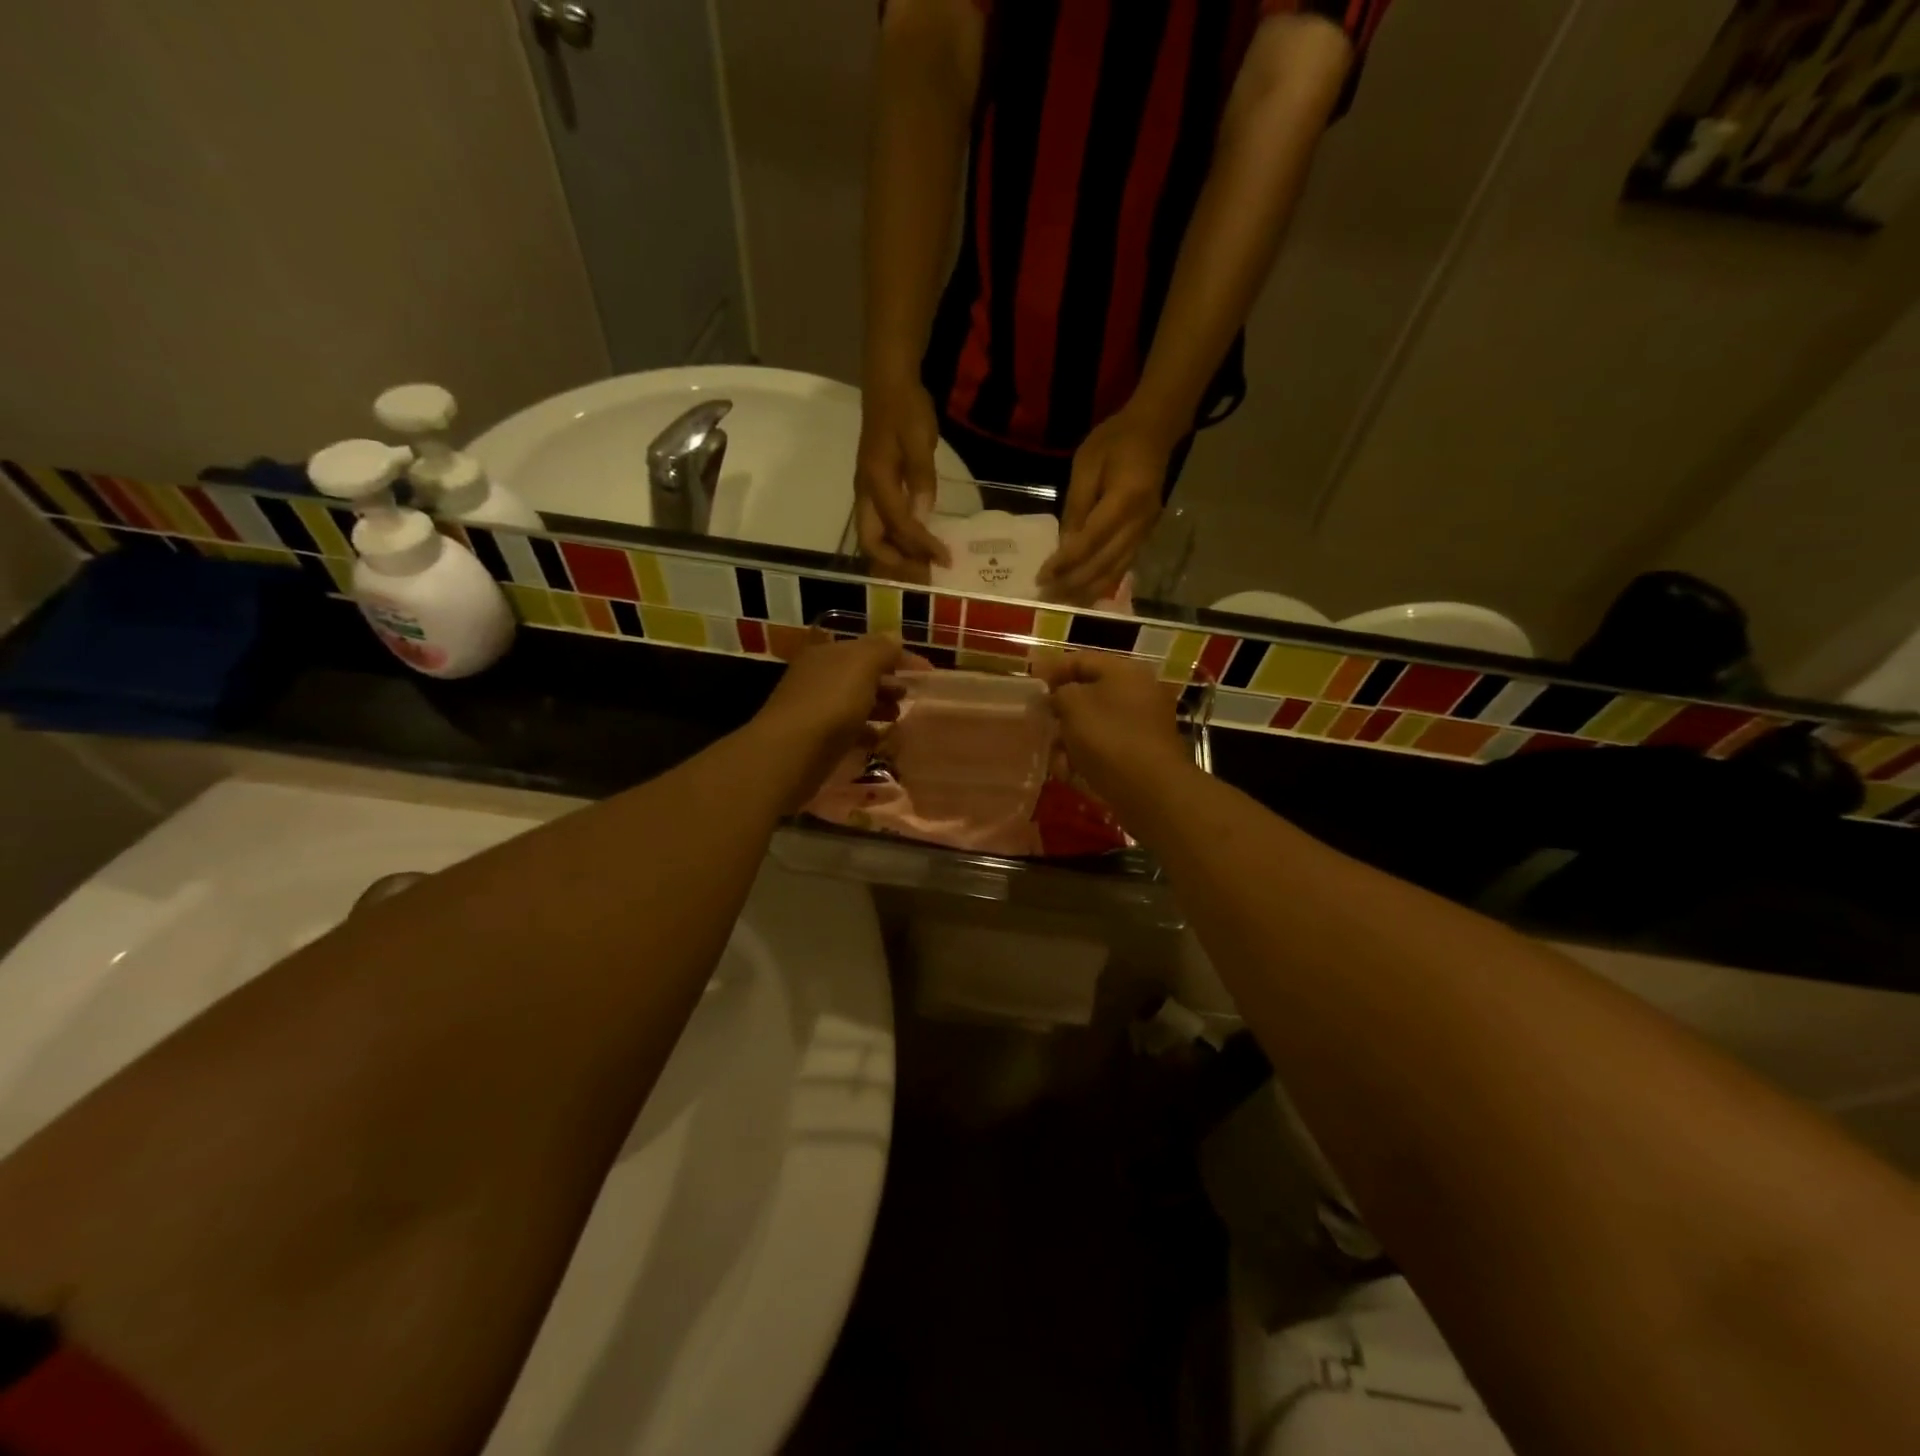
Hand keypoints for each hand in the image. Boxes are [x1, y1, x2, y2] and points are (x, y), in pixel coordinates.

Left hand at [751, 633, 912, 804]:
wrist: (790, 753)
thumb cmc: (830, 703)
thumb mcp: (862, 666)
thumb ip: (882, 649)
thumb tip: (895, 639)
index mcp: (829, 653)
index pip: (870, 647)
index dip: (900, 656)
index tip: (928, 673)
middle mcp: (819, 676)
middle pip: (861, 674)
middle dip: (888, 682)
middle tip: (911, 696)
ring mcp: (815, 707)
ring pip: (855, 702)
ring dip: (879, 706)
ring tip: (899, 718)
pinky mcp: (816, 738)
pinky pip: (848, 729)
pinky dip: (866, 732)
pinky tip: (881, 741)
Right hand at [855, 379, 949, 581]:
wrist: (888, 382)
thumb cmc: (905, 408)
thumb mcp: (919, 440)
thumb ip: (921, 479)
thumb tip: (922, 517)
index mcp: (875, 481)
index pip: (899, 525)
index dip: (922, 546)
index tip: (945, 559)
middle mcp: (865, 492)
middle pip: (872, 542)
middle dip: (897, 563)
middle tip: (925, 573)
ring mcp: (867, 491)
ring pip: (874, 536)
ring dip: (896, 555)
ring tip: (923, 564)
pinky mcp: (874, 489)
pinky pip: (880, 524)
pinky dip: (897, 540)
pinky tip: (917, 543)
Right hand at [1033, 652, 1193, 809]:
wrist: (1149, 790)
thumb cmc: (1108, 737)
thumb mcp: (1073, 704)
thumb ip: (1058, 692)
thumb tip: (1058, 696)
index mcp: (1125, 672)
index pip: (1081, 660)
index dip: (1051, 669)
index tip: (1028, 683)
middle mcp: (1137, 693)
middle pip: (1088, 694)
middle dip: (1060, 710)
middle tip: (1037, 722)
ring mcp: (1141, 726)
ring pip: (1093, 725)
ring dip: (1069, 739)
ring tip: (1054, 756)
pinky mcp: (1139, 755)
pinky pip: (1104, 748)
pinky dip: (1085, 757)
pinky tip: (1069, 772)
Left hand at [1039, 408, 1177, 603]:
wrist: (1155, 431)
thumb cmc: (1115, 441)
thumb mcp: (1087, 464)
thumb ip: (1076, 506)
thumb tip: (1064, 545)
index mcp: (1126, 500)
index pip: (1090, 541)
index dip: (1065, 563)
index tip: (1042, 577)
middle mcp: (1140, 523)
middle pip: (1103, 564)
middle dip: (1073, 584)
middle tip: (1046, 598)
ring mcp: (1146, 532)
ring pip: (1115, 571)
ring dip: (1087, 590)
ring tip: (1062, 603)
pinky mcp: (1146, 536)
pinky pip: (1123, 567)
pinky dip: (1103, 583)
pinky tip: (1086, 594)